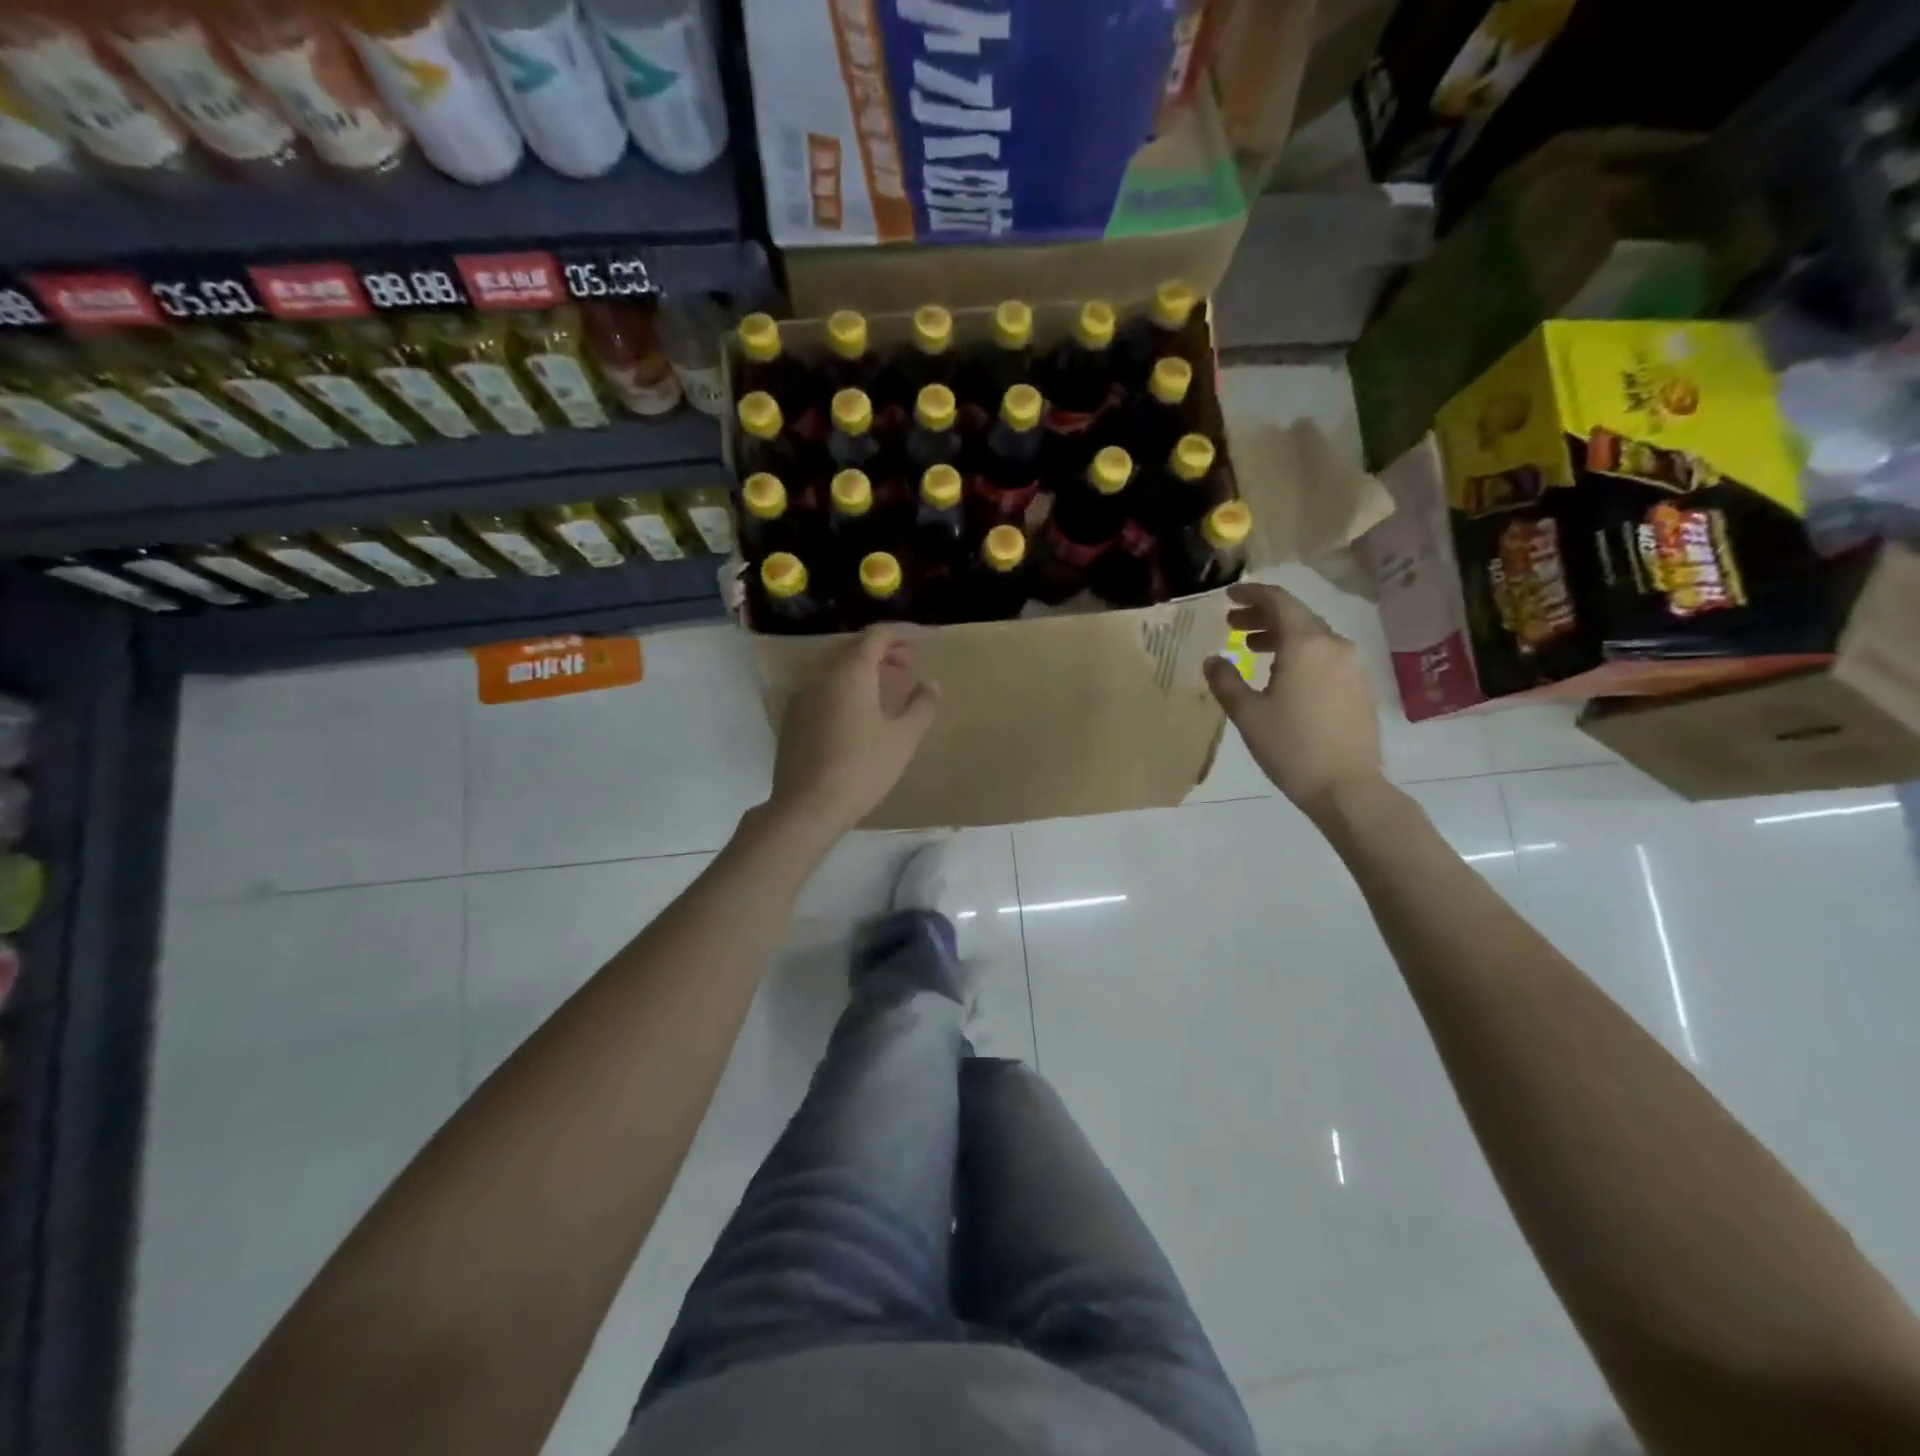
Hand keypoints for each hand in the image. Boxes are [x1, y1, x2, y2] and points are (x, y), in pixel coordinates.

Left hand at [768, 627, 938, 836]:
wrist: (807, 806)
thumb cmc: (862, 769)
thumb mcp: (903, 739)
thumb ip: (921, 706)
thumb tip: (930, 685)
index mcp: (850, 672)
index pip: (877, 636)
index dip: (903, 634)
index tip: (923, 643)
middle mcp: (821, 674)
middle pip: (854, 648)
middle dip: (884, 651)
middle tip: (909, 666)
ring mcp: (802, 695)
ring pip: (836, 667)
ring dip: (864, 669)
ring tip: (888, 688)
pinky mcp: (793, 717)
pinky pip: (823, 687)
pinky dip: (846, 686)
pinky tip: (859, 712)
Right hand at [1204, 582, 1383, 820]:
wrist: (1346, 787)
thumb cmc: (1291, 746)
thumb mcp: (1247, 713)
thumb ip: (1226, 680)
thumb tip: (1213, 660)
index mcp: (1306, 643)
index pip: (1278, 601)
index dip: (1251, 594)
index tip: (1229, 596)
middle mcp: (1334, 645)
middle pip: (1296, 616)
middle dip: (1262, 616)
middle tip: (1233, 625)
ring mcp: (1351, 667)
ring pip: (1312, 637)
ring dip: (1280, 636)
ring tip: (1252, 649)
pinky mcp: (1358, 688)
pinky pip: (1324, 657)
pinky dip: (1299, 655)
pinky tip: (1281, 676)